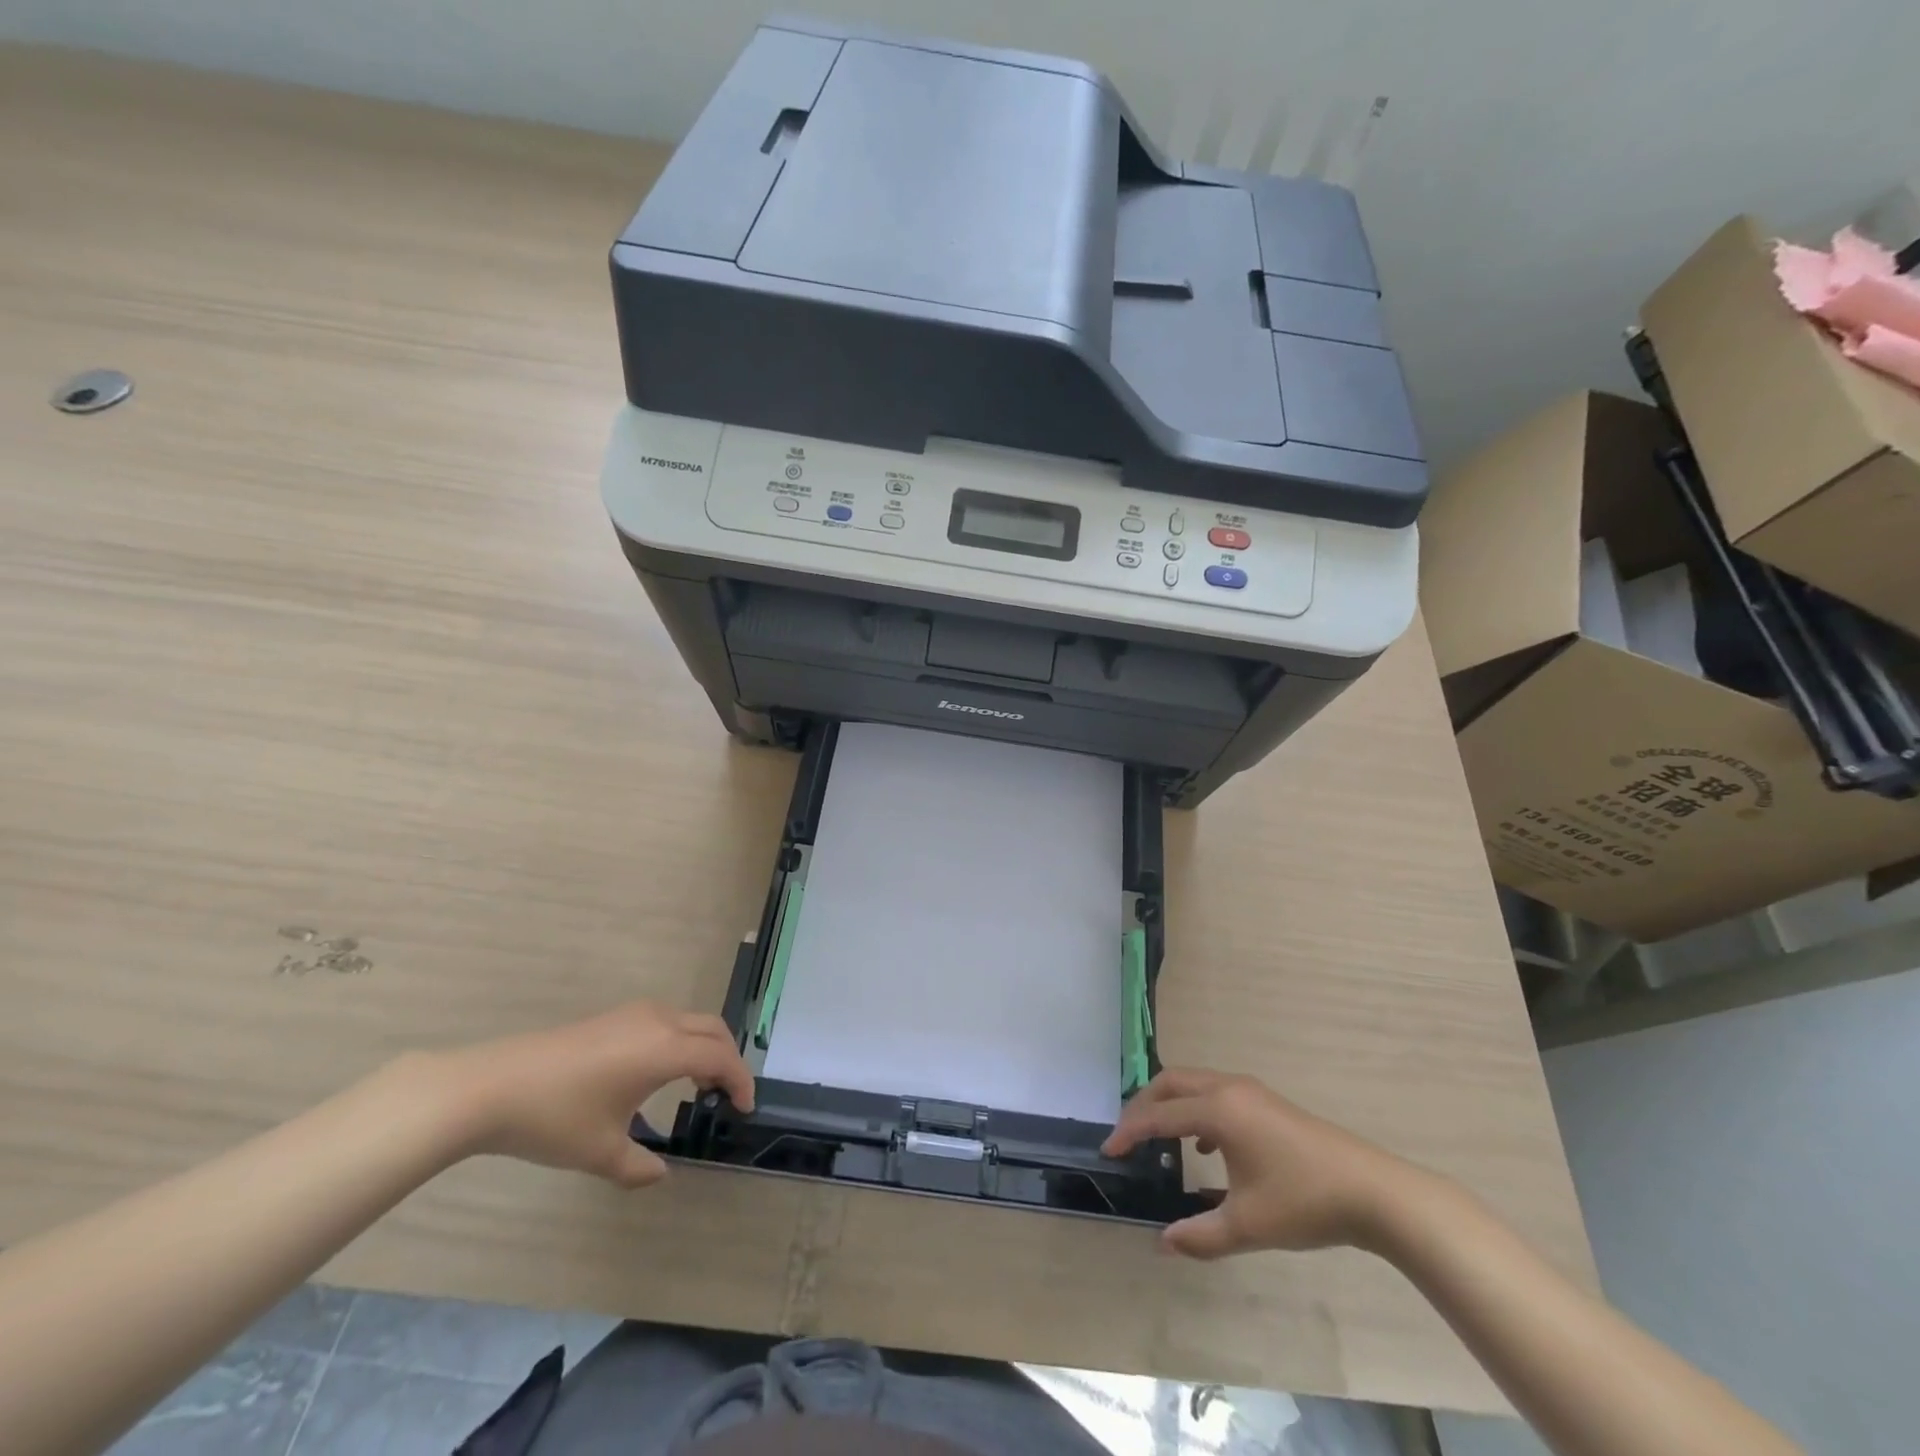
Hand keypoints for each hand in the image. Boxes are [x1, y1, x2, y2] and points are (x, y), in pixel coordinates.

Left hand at [428, 1002, 754, 1188]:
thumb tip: (659, 1173)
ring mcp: (633, 1014)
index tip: (744, 1108)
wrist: (491, 1087)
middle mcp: (658, 1022)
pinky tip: (656, 1073)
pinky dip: (680, 1041)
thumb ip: (638, 1166)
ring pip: (689, 1021)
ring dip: (703, 1046)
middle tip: (726, 1094)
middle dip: (727, 1058)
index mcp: (664, 1049)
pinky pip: (666, 1021)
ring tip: (696, 1083)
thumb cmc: (554, 1119)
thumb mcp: (600, 1152)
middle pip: (712, 1029)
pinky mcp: (612, 1017)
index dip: (739, 1080)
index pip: (720, 1057)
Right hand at [1103, 1068, 1419, 1258]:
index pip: (1159, 1115)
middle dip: (1144, 1106)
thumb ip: (1200, 1235)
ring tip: (1158, 1139)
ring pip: (1195, 1085)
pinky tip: (1205, 1150)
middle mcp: (1229, 1089)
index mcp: (1218, 1110)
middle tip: (1127, 1137)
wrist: (1372, 1191)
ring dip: (1171, 1105)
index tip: (1109, 1151)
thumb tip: (1163, 1243)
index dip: (1130, 1132)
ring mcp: (1251, 1092)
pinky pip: (1216, 1094)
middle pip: (1171, 1083)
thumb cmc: (1303, 1202)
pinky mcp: (1266, 1102)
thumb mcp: (1248, 1225)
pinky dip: (1197, 1111)